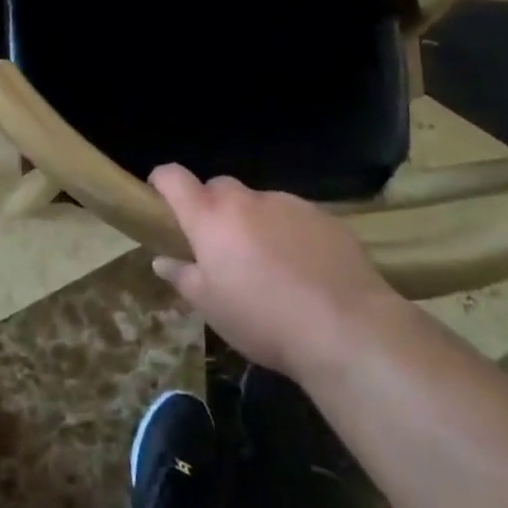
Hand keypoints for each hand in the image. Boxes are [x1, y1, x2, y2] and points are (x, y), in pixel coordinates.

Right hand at [149, 166, 407, 381]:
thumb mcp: (212, 308)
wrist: (347, 329)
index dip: (162, 181)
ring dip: (256, 223)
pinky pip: (296, 217)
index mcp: (210, 217)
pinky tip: (306, 269)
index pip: (174, 178)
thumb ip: (183, 277)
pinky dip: (291, 233)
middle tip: (221, 246)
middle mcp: (246, 200)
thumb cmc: (263, 320)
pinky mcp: (324, 217)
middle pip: (219, 188)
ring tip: (271, 265)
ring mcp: (288, 204)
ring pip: (260, 204)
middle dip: (214, 208)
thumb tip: (162, 261)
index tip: (160, 195)